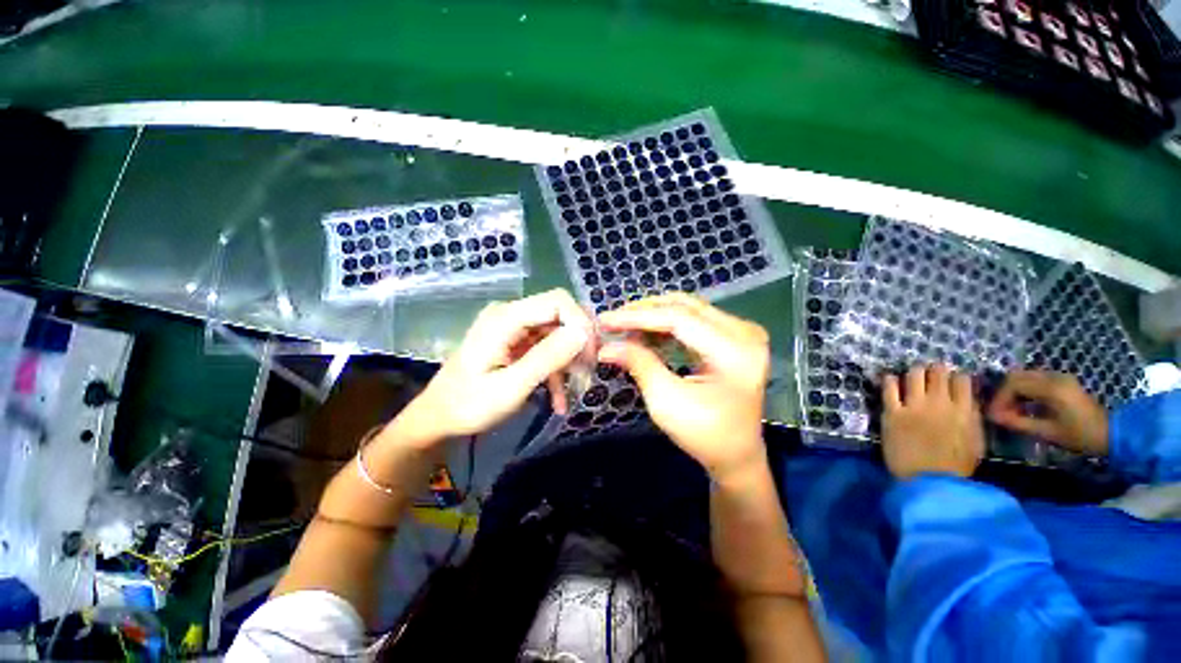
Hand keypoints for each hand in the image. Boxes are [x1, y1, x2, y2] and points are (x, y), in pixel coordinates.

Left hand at [397, 289, 593, 444]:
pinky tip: (559, 399)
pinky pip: (545, 348)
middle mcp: (511, 315)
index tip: (591, 354)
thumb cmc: (469, 405)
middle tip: (588, 372)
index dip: (580, 322)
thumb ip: (547, 357)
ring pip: (556, 333)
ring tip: (577, 388)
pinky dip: (555, 370)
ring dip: (569, 360)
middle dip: (578, 343)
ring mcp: (513, 329)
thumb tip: (583, 332)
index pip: (557, 301)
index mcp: (506, 318)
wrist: (438, 418)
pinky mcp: (515, 343)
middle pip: (559, 315)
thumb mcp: (511, 386)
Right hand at [597, 294, 769, 480]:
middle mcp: (744, 333)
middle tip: (613, 321)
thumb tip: (608, 346)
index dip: (638, 317)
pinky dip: (666, 324)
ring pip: (688, 308)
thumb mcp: (666, 402)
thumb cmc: (704, 435)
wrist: (736, 453)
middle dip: (644, 311)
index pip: (679, 319)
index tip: (606, 320)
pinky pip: (694, 319)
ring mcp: (742, 332)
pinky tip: (645, 333)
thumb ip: (639, 364)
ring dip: (653, 315)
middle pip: (684, 306)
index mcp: (735, 352)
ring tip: (625, 327)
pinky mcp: (734, 336)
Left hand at [881, 365, 984, 479]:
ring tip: (913, 375)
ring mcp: (914, 406)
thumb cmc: (956, 467)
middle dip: (935, 369)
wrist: (929, 481)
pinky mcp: (892, 412)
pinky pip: (889, 389)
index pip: (961, 380)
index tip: (951, 377)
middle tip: (931, 372)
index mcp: (964, 411)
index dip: (955, 376)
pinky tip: (890, 379)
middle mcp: (939, 404)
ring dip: (914, 371)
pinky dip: (889, 380)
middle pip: (937, 373)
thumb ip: (971, 418)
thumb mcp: (976, 442)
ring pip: (913, 375)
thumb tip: (967, 400)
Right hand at [986, 370, 1108, 455]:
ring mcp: (1059, 377)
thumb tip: (994, 417)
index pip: (1013, 384)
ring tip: (1011, 410)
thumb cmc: (1081, 436)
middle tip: (1000, 411)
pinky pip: (1035, 380)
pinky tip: (1025, 405)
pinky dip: (1024, 391)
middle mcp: (1054, 377)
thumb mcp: (1048, 433)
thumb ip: (1019, 423)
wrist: (1113, 434)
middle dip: (1004, 393)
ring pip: (1024, 377)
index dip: (999, 398)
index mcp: (1051, 388)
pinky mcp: (1062, 382)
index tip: (993, 414)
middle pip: (1017, 376)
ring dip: (1013, 391)